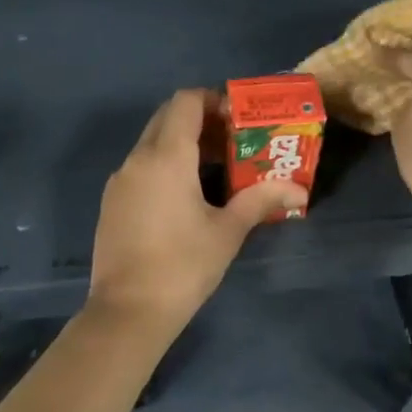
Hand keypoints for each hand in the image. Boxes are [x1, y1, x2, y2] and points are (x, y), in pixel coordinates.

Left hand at [88, 89, 305, 336]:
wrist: (127, 312)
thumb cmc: (183, 265)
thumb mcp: (228, 231)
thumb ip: (261, 200)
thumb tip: (300, 191)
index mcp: (167, 157)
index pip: (185, 101)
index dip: (212, 100)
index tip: (237, 118)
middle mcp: (138, 159)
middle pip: (167, 117)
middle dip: (199, 120)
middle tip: (231, 140)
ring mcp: (119, 181)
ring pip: (152, 143)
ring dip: (181, 143)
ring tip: (215, 169)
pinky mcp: (111, 202)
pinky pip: (140, 167)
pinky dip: (164, 165)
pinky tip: (185, 196)